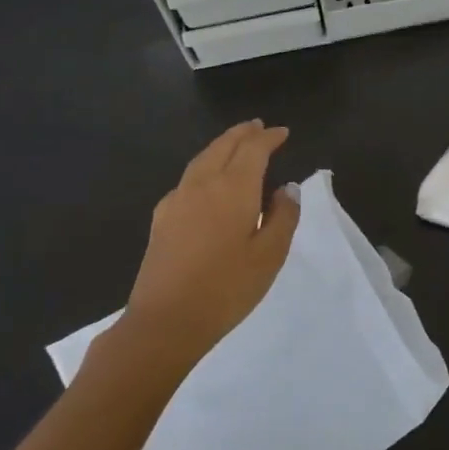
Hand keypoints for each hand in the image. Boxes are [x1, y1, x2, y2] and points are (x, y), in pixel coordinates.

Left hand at [108, 120, 299, 371]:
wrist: (164, 322)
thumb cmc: (226, 289)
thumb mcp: (270, 256)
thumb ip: (283, 217)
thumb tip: (286, 188)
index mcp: (233, 188)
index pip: (254, 149)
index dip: (269, 137)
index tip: (283, 132)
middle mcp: (203, 184)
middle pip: (224, 146)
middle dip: (243, 133)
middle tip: (258, 127)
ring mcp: (178, 199)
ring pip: (202, 158)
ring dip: (222, 145)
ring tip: (235, 144)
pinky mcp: (162, 218)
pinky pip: (188, 178)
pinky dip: (205, 166)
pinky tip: (207, 182)